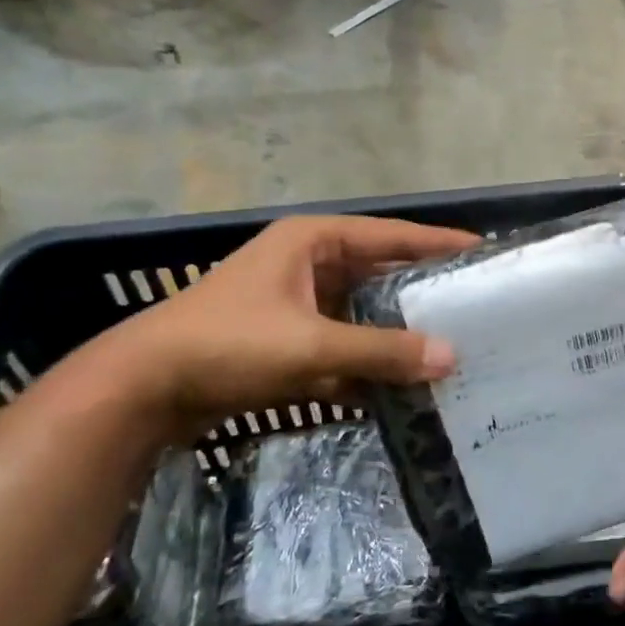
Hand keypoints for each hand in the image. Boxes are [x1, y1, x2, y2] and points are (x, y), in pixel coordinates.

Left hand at [104, 214, 477, 438]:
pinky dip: (368, 362)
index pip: (391, 235)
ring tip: (450, 345)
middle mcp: (307, 264)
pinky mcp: (285, 341)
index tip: (483, 251)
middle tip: (474, 304)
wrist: (141, 390)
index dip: (437, 243)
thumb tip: (451, 358)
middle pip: (380, 273)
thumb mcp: (310, 345)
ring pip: (362, 313)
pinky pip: (342, 345)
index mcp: (313, 241)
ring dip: (397, 332)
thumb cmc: (227, 345)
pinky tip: (403, 383)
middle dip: (422, 292)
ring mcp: (295, 304)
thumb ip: (382, 351)